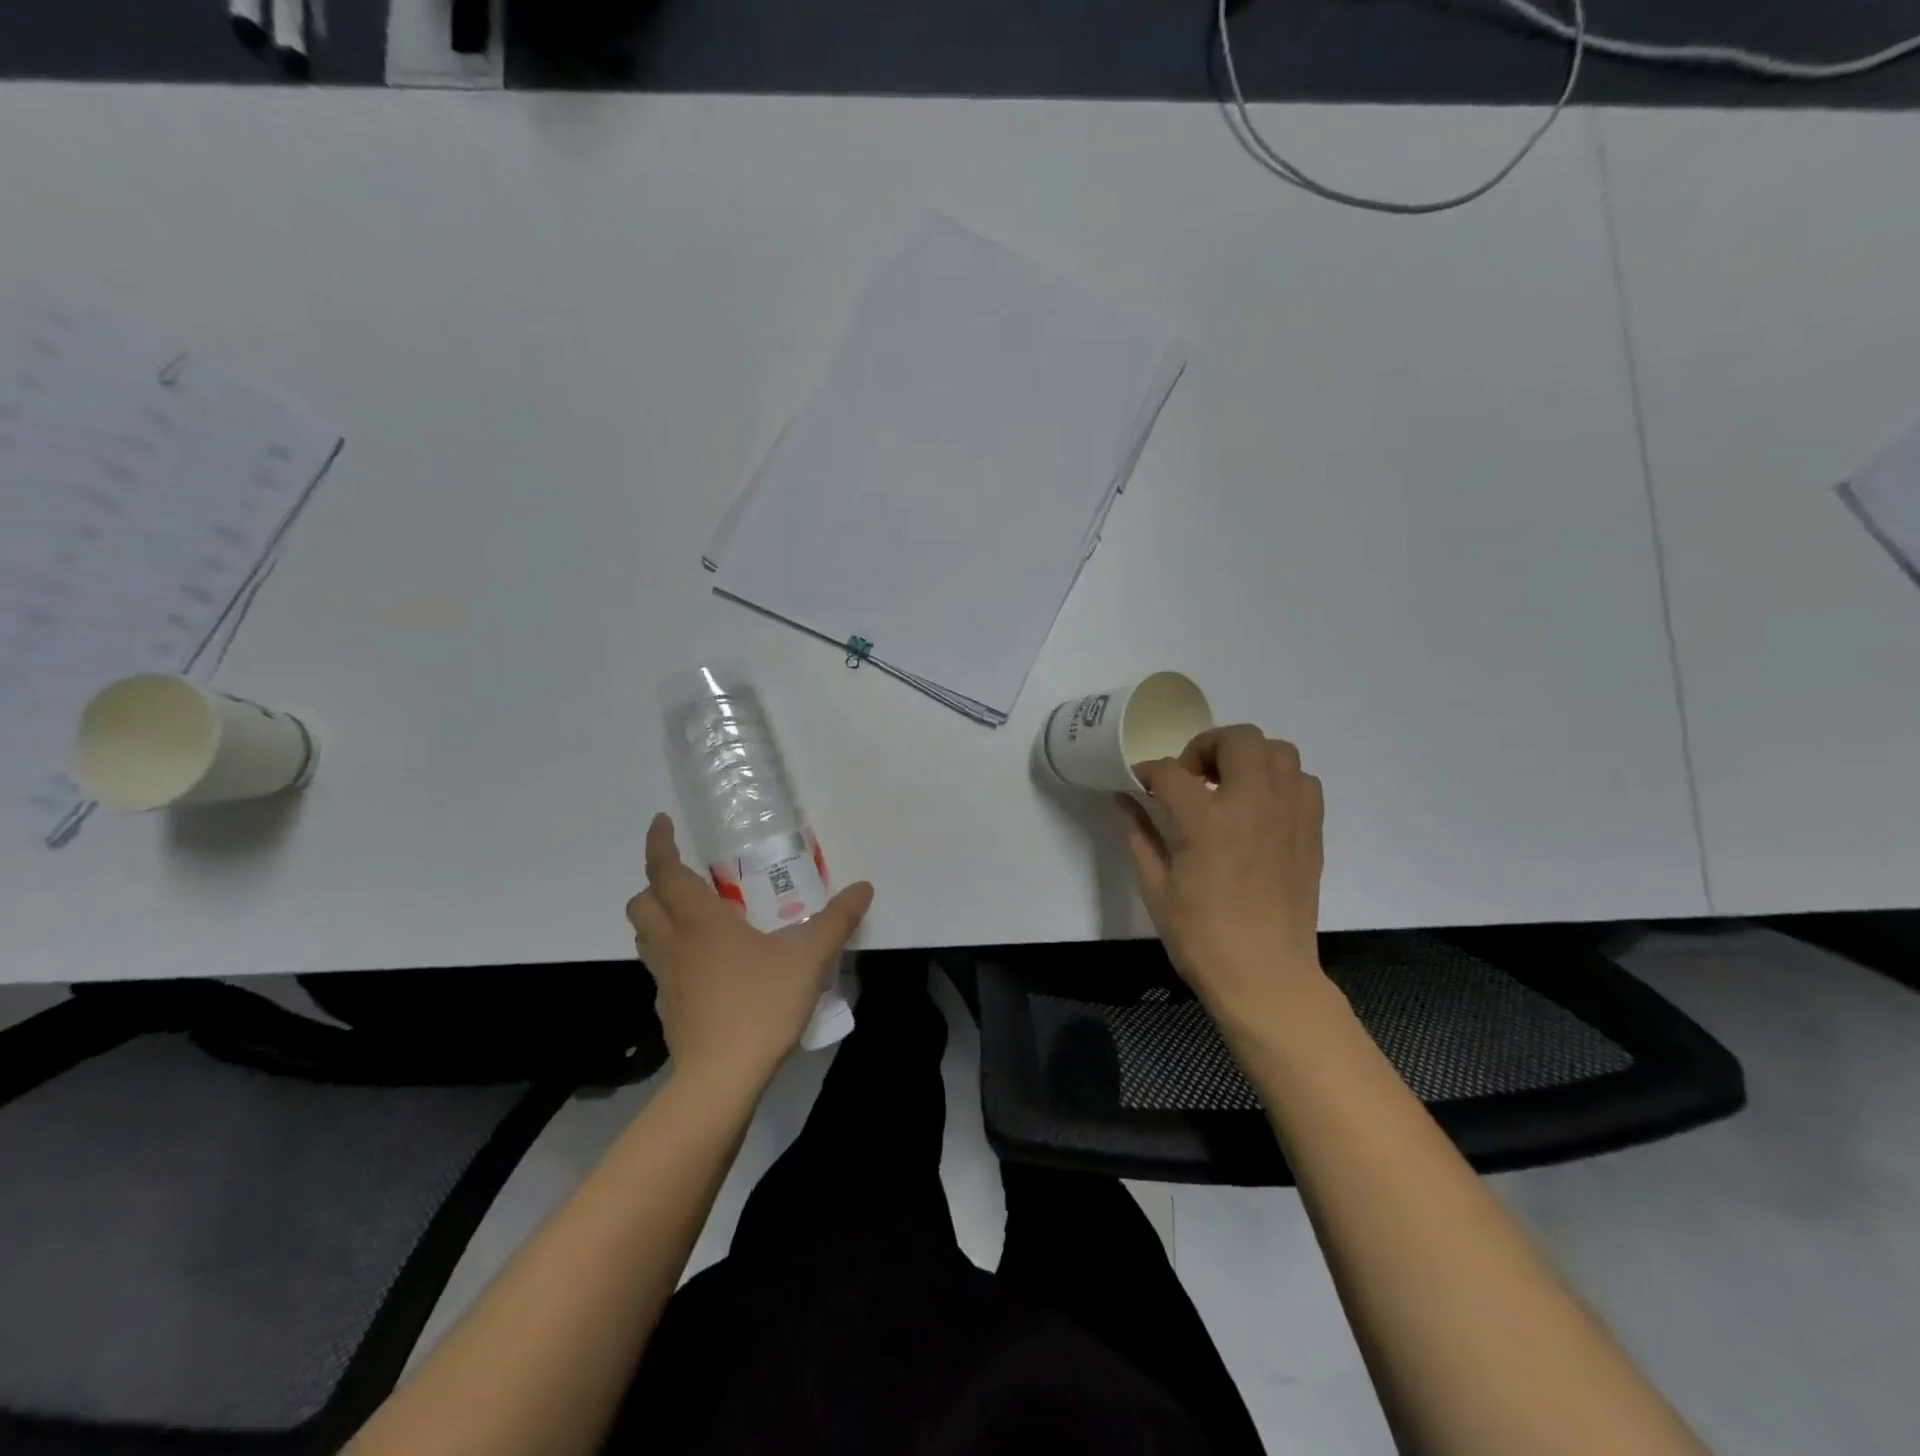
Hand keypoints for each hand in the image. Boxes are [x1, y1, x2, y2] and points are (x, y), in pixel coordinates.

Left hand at [626, 813, 873, 1086]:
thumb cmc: (760, 1005)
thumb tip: (864, 888)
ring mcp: (667, 980)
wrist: (721, 1079)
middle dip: (655, 884)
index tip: (661, 822)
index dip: (659, 844)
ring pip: (645, 937)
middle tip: (686, 879)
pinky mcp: (669, 1010)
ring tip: (694, 917)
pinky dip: (672, 955)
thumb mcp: (809, 958)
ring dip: (658, 919)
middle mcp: (675, 944)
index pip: (665, 872)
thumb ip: (837, 920)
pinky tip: (706, 968)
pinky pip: (660, 969)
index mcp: (700, 922)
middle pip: (642, 904)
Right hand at [1120, 726, 1326, 1039]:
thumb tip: (1122, 799)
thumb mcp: (1155, 887)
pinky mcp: (1311, 831)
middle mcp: (1252, 804)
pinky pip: (1303, 781)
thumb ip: (1139, 834)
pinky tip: (1260, 806)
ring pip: (1278, 751)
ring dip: (1247, 756)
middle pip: (1236, 739)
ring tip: (1228, 785)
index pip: (1171, 772)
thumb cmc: (1201, 936)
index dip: (1149, 772)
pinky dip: (1280, 780)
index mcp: (1206, 821)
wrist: (1265, 976)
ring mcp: (1288, 815)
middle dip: (1205, 746)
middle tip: (1191, 776)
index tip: (1142, 782)